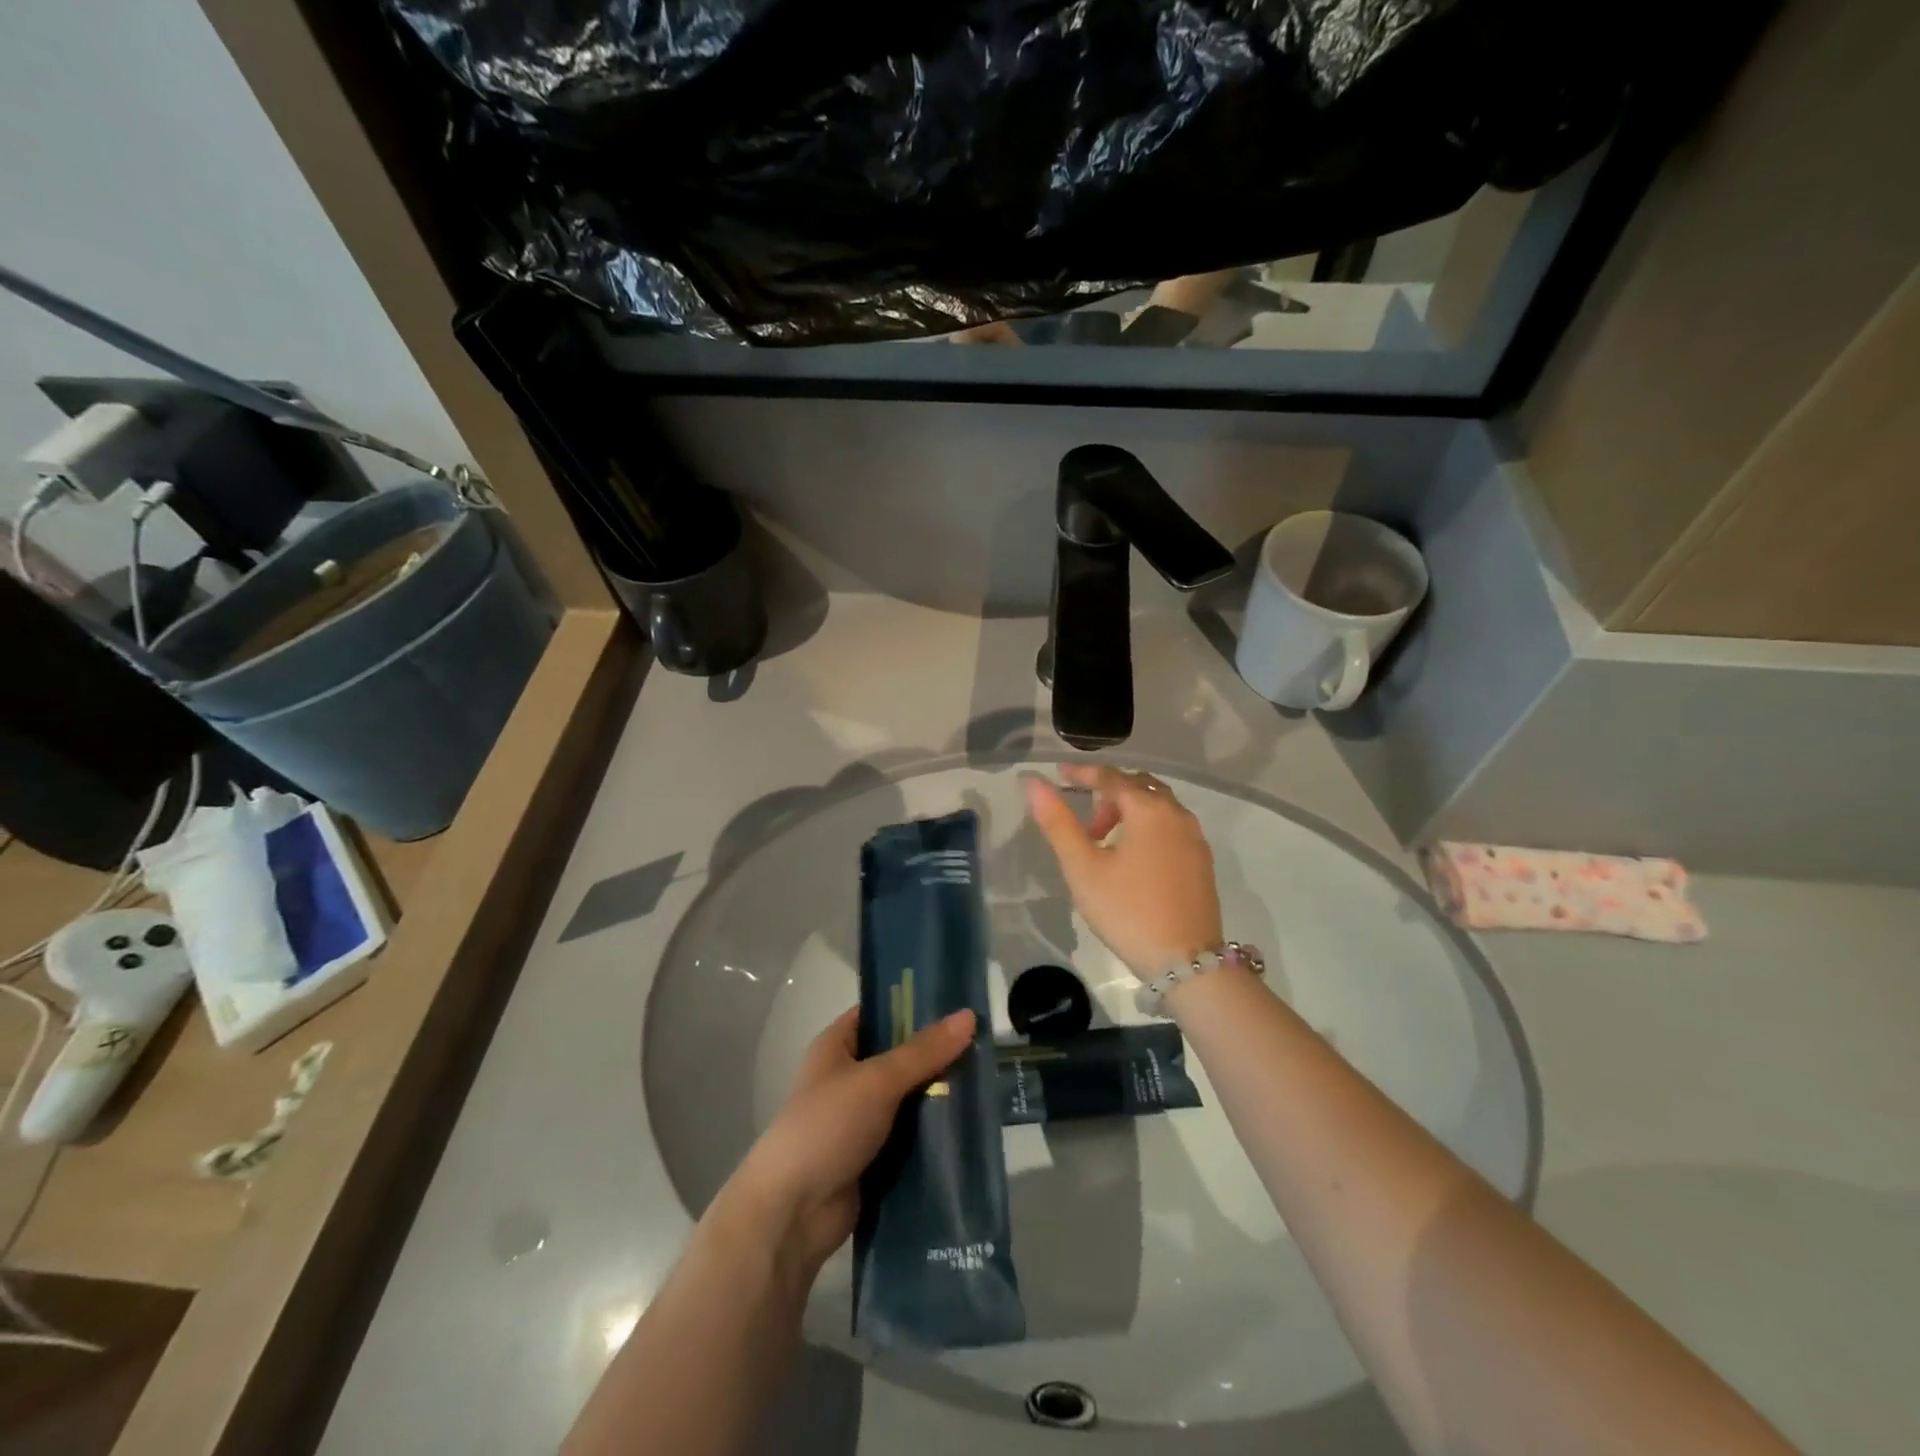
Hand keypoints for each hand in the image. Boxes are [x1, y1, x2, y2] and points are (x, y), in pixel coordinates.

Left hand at [728, 1006, 975, 1275]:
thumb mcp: (877, 1080)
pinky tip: (973, 1124)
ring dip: (942, 1094)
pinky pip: (913, 1135)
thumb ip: (924, 1052)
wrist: (792, 1214)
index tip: (960, 1000)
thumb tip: (969, 1015)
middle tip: (987, 1042)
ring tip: (991, 1080)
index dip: (916, 1003)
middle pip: (902, 1055)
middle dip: (939, 1052)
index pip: (881, 1011)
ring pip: (911, 1097)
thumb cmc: (827, 1127)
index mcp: (838, 1046)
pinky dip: (936, 1132)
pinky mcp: (876, 1157)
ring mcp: (863, 1119)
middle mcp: (850, 1077)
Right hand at [1022, 764, 1223, 978]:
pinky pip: (1171, 827)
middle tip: (1085, 823)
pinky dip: (1148, 828)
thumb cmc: (1127, 911)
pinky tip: (1133, 860)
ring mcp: (1195, 839)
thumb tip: (1033, 782)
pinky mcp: (1202, 862)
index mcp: (1149, 810)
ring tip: (1105, 843)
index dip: (1083, 773)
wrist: (1186, 962)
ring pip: (1158, 807)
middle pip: (1139, 787)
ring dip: (1129, 812)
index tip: (1059, 775)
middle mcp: (1177, 815)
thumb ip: (1058, 822)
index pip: (1111, 777)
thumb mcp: (1083, 868)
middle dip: (1108, 794)